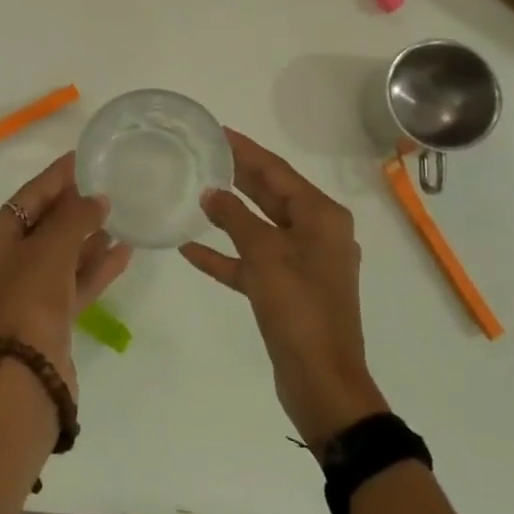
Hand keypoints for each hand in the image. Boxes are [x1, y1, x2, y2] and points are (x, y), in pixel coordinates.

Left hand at [0, 153, 131, 395]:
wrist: (27, 377)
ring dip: (88, 238)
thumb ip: (76, 216)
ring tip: (120, 216)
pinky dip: (94, 268)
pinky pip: (72, 283)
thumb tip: (97, 198)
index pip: (26, 198)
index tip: (82, 158)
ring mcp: (24, 295)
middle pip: (43, 226)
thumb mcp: (52, 247)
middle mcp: (1, 265)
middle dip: (75, 208)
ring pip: (60, 256)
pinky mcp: (47, 320)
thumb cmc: (30, 298)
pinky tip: (124, 251)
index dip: (56, 177)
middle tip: (107, 186)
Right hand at [180, 130, 386, 451]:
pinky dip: (226, 255)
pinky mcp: (286, 290)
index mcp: (321, 217)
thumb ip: (235, 218)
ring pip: (260, 227)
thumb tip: (211, 192)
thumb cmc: (299, 309)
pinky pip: (252, 262)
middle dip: (239, 175)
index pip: (278, 172)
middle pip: (271, 195)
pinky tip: (191, 249)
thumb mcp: (265, 256)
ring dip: (229, 214)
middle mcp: (316, 233)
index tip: (219, 131)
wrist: (322, 383)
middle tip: (204, 154)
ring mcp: (302, 263)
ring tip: (196, 192)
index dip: (247, 150)